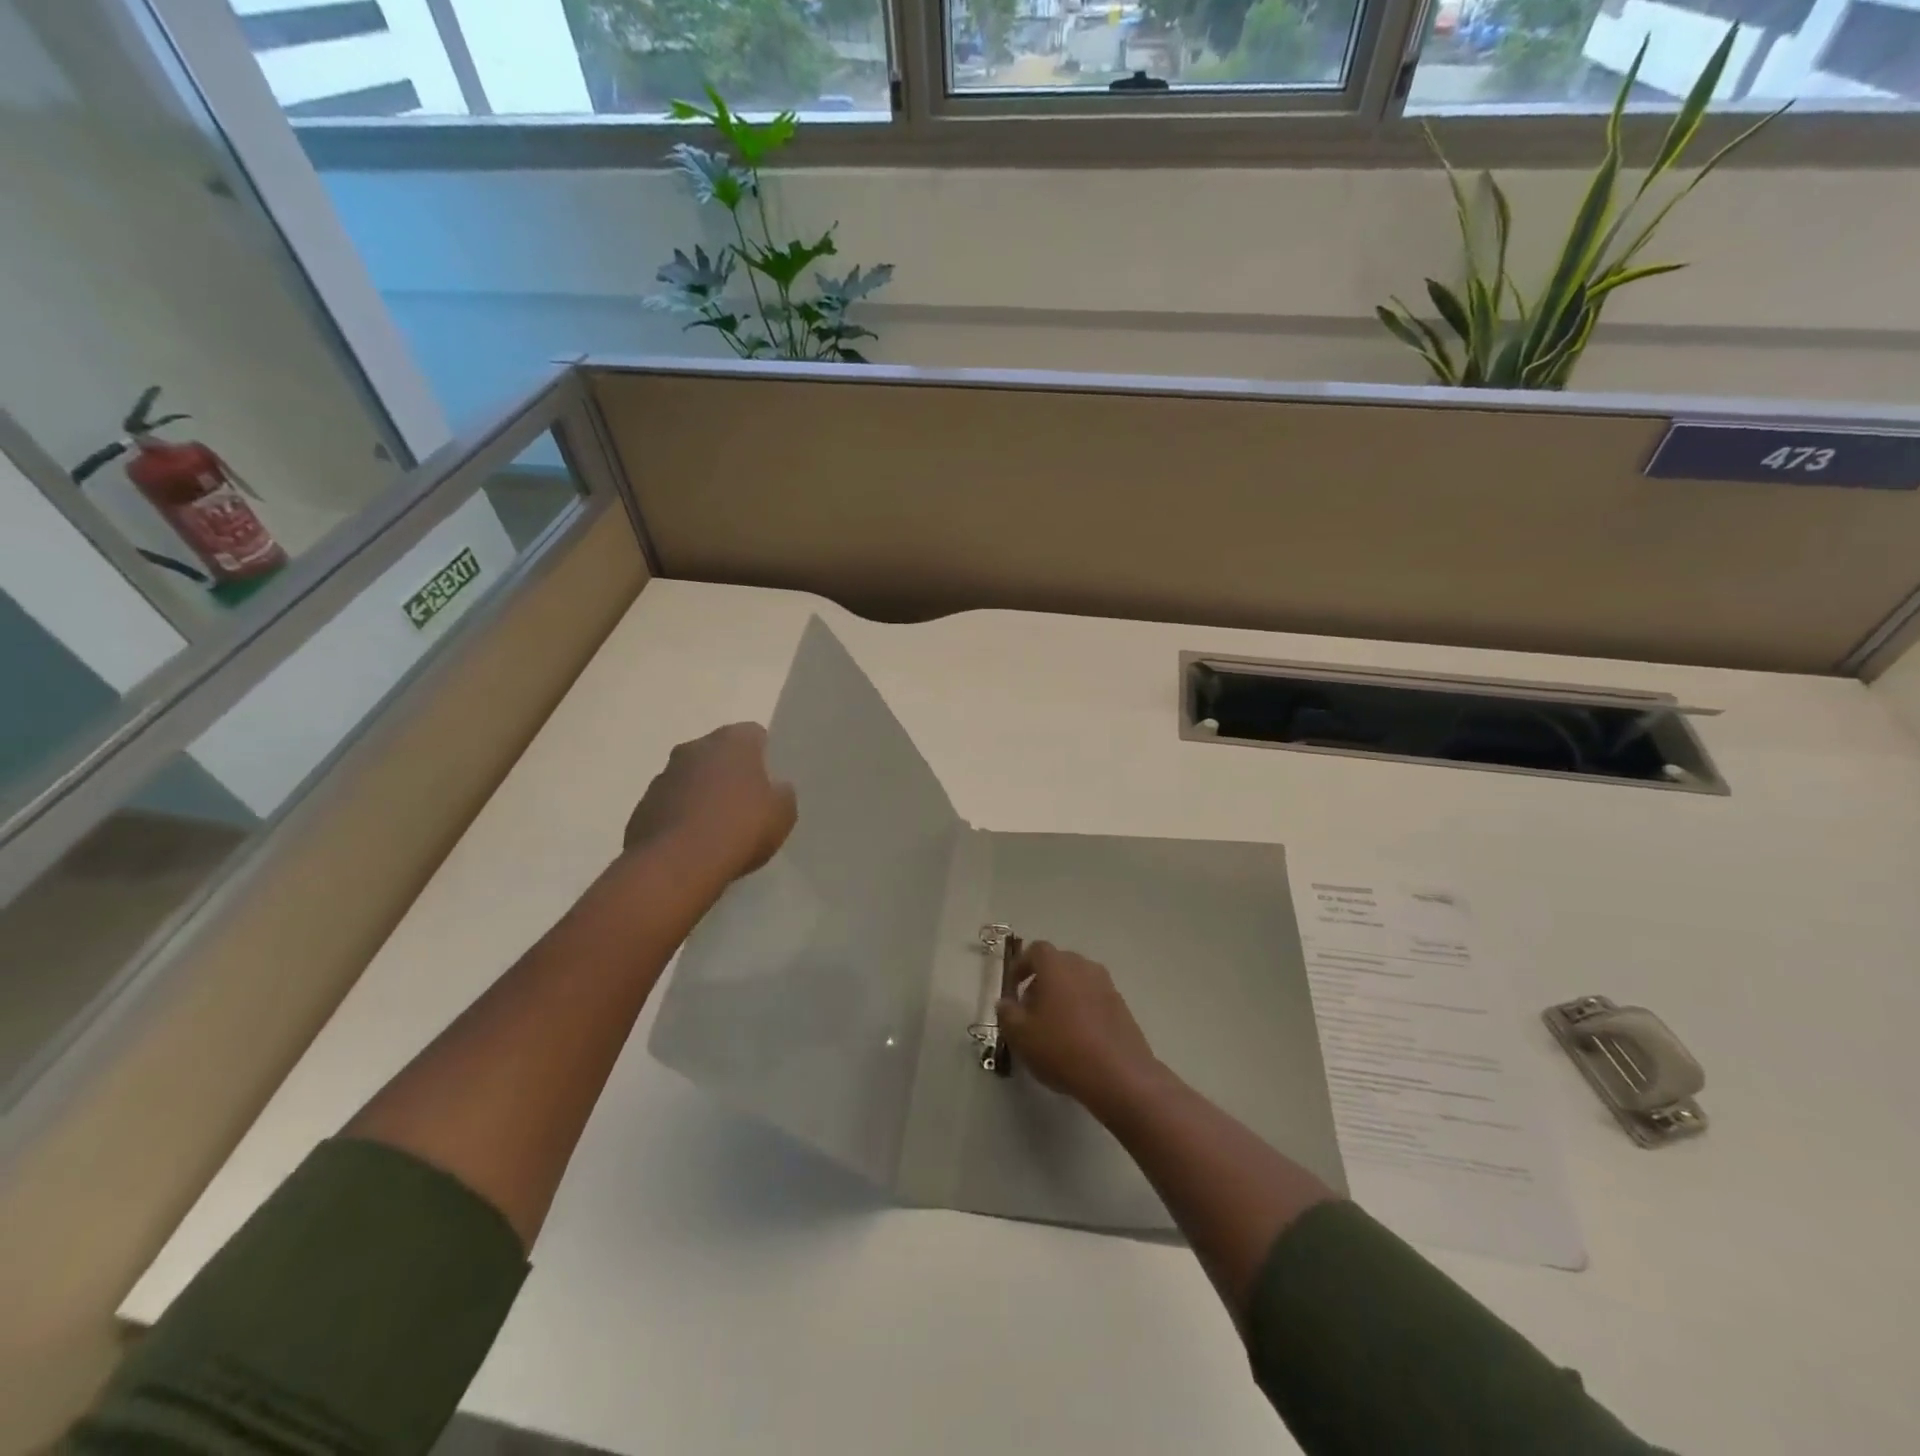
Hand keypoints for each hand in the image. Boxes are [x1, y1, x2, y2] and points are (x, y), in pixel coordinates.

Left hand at [623, 723, 796, 883]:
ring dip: (702, 795)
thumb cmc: (740, 828)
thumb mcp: (783, 814)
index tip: (770, 781)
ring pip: (691, 779)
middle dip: (730, 773)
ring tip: (718, 830)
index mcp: (732, 741)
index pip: (753, 734)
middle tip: (746, 804)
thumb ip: (782, 794)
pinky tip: (693, 846)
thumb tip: (775, 789)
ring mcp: (663, 776)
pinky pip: (669, 806)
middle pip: (718, 754)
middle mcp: (694, 748)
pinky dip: (681, 819)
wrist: (678, 864)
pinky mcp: (642, 807)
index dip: (764, 756)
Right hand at [997, 941, 1157, 1110]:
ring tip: (1053, 1027)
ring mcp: (1106, 985)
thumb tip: (1006, 1003)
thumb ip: (1007, 1013)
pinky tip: (1077, 1038)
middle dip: (1041, 982)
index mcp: (1056, 965)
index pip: (1035, 950)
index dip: (1020, 966)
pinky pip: (1094, 998)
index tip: (1012, 988)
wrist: (1119, 1075)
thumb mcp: (1020, 1035)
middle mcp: (1083, 966)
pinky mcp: (1122, 1006)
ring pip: (1077, 981)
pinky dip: (1082, 1009)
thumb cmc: (1061, 1048)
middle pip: (1057, 964)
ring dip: (1062, 996)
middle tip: (1030, 1010)